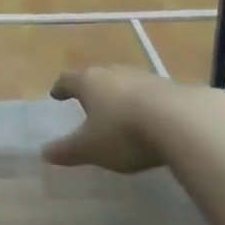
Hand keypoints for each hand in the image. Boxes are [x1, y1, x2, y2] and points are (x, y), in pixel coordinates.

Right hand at [43, 67, 171, 173]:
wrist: (181, 122)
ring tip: (117, 109)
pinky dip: (141, 102)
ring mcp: (142, 76)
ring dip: (118, 94)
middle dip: (91, 88)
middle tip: (87, 101)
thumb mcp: (91, 148)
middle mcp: (113, 72)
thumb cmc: (124, 133)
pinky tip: (146, 116)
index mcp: (89, 82)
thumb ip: (68, 150)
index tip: (56, 94)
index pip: (68, 80)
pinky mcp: (168, 86)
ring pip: (123, 82)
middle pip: (96, 76)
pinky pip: (146, 92)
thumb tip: (44, 152)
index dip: (60, 88)